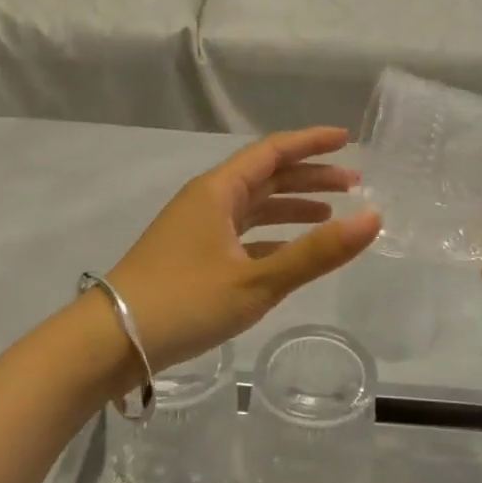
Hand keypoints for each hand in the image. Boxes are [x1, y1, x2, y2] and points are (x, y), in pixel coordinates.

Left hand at [104, 128, 381, 374]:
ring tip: (331, 214)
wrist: (108, 343)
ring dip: (292, 206)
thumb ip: (316, 253)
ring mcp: (197, 229)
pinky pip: (242, 234)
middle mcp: (208, 200)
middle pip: (266, 176)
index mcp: (218, 191)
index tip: (347, 139)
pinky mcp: (192, 256)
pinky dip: (271, 236)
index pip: (273, 151)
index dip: (311, 142)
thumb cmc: (183, 302)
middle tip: (353, 183)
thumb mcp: (257, 281)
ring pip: (254, 206)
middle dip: (310, 176)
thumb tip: (373, 219)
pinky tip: (292, 252)